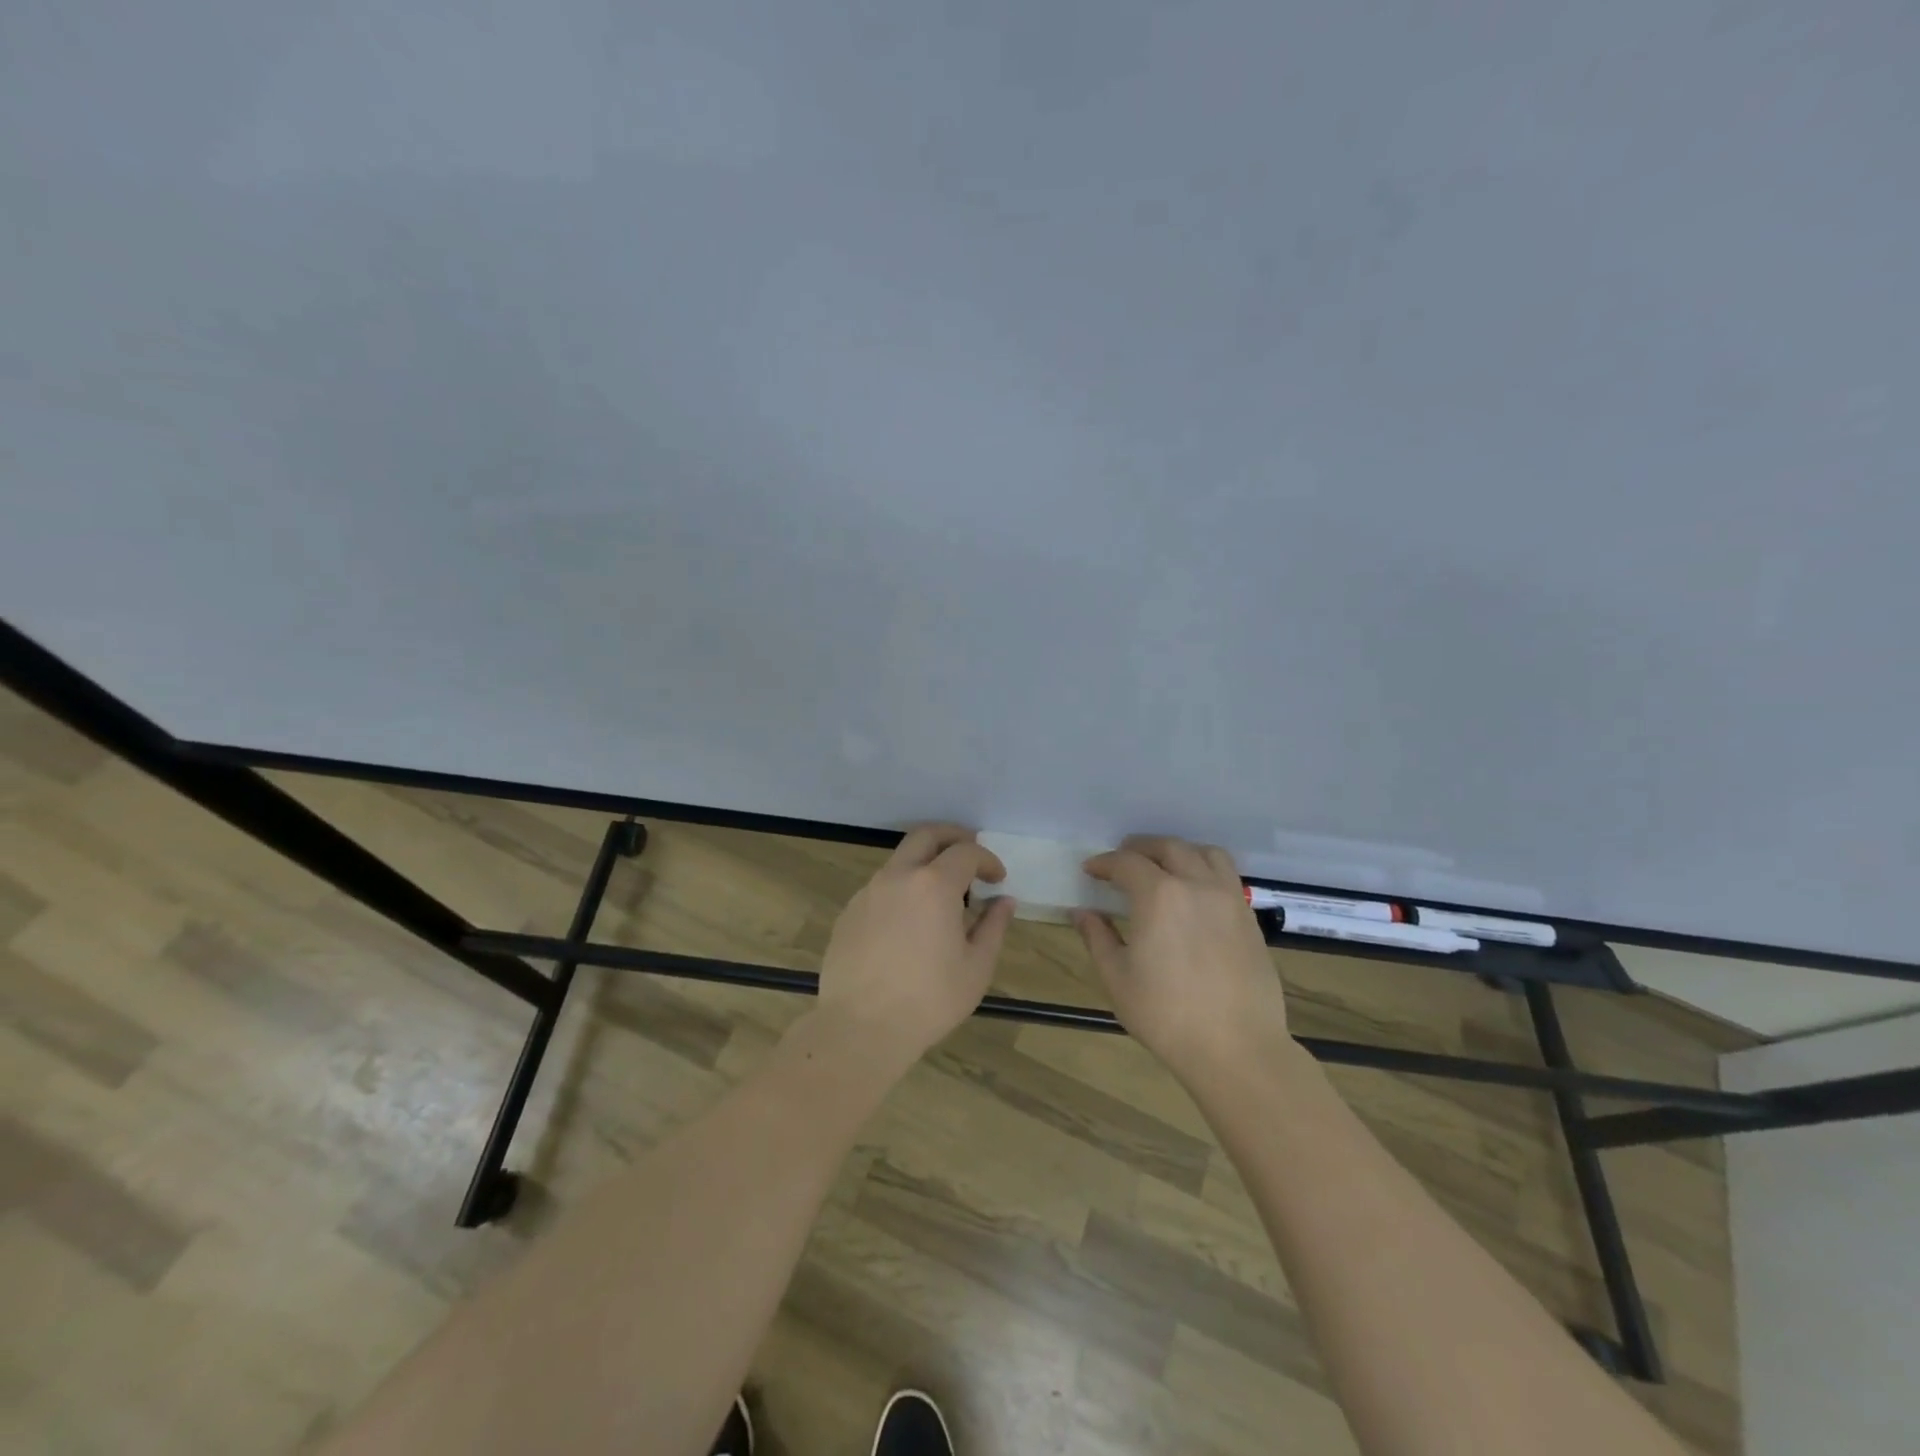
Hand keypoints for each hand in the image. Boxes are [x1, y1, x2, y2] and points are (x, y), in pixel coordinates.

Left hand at [812, 824, 1016, 1072]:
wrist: (860, 1027)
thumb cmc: (929, 1000)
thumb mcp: (976, 967)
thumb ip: (993, 926)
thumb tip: (1004, 901)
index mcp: (934, 885)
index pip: (966, 852)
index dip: (987, 859)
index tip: (998, 878)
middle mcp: (898, 876)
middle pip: (926, 835)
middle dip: (953, 837)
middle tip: (970, 854)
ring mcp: (868, 892)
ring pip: (900, 860)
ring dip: (924, 864)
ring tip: (941, 895)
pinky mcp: (849, 912)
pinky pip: (881, 887)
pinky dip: (902, 889)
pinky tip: (909, 922)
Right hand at [1075, 835, 1289, 1082]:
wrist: (1236, 1048)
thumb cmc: (1166, 1015)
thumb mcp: (1118, 978)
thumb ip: (1097, 937)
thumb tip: (1082, 912)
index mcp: (1158, 895)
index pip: (1126, 863)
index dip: (1104, 863)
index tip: (1091, 870)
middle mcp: (1196, 885)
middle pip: (1168, 847)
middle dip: (1140, 848)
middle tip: (1122, 860)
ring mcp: (1228, 899)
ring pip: (1205, 853)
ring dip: (1178, 851)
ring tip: (1164, 866)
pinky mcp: (1248, 918)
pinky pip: (1226, 876)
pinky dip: (1205, 870)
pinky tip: (1194, 893)